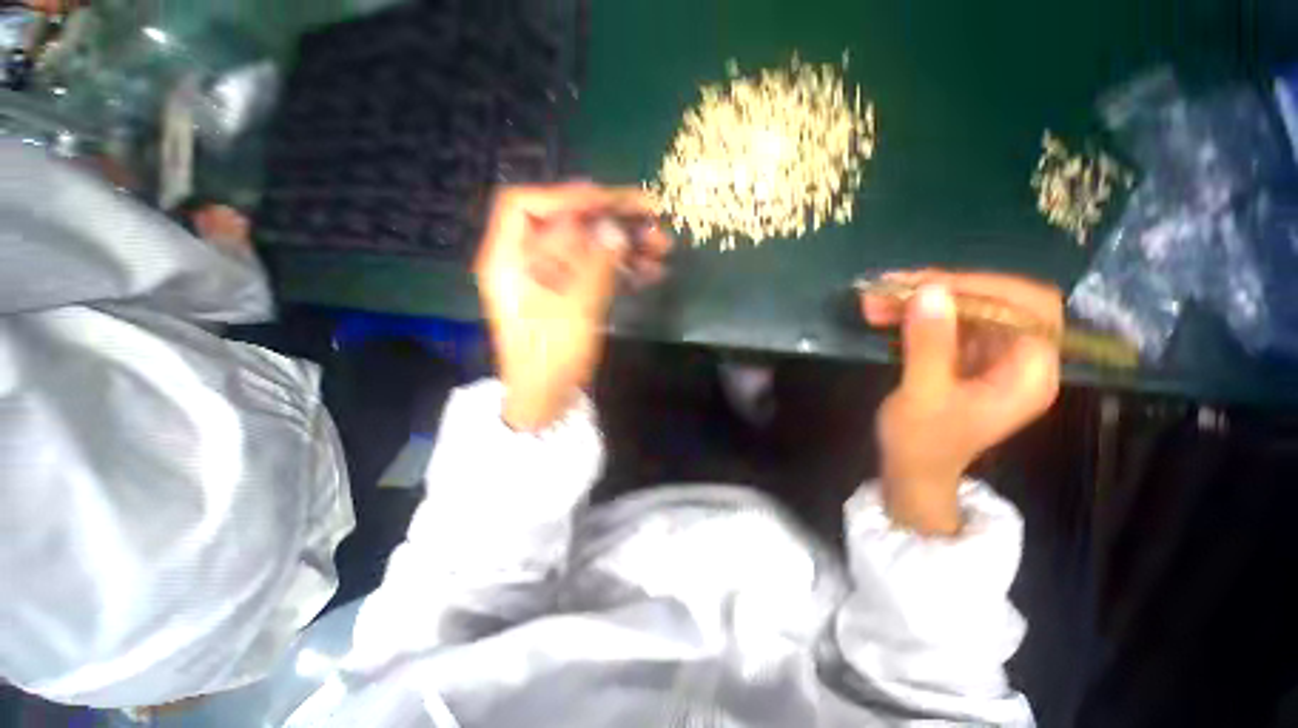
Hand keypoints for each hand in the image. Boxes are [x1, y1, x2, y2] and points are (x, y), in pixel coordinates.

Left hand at [475, 183, 670, 430]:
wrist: (548, 399)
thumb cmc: (551, 358)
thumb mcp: (572, 310)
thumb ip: (593, 266)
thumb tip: (614, 228)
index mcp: (509, 260)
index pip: (525, 207)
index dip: (566, 197)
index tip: (608, 201)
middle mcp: (528, 263)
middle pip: (566, 225)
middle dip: (610, 219)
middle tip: (651, 215)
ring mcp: (553, 279)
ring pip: (588, 248)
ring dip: (625, 244)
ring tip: (662, 246)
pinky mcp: (572, 295)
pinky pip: (597, 271)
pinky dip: (624, 269)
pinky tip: (653, 272)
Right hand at [861, 270, 1062, 535]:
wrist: (910, 472)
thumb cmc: (921, 444)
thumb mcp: (923, 395)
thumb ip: (929, 345)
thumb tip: (928, 291)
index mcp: (1028, 374)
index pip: (1029, 309)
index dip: (985, 289)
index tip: (929, 286)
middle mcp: (1018, 359)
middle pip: (994, 303)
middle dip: (941, 291)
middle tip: (891, 288)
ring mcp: (991, 357)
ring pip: (965, 309)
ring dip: (920, 300)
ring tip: (875, 301)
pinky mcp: (965, 358)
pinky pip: (946, 323)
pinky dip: (915, 314)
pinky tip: (884, 314)